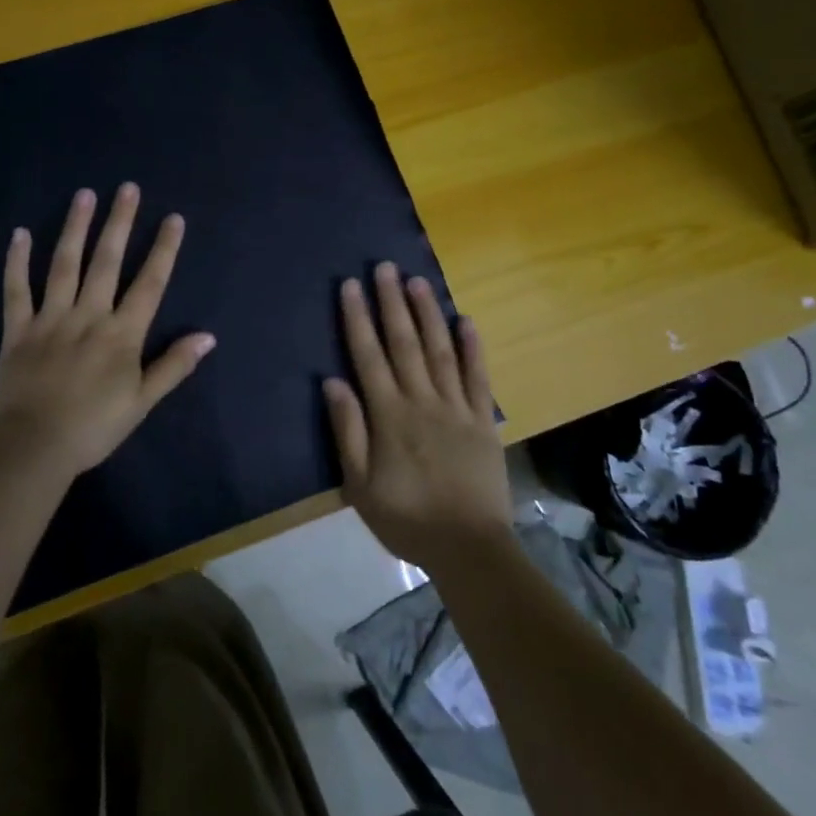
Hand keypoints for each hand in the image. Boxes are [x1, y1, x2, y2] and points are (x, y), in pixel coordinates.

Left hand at [0, 183, 214, 476]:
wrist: (33, 447)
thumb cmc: (94, 428)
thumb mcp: (142, 402)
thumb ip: (174, 366)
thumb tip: (208, 336)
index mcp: (121, 334)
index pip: (149, 284)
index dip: (163, 250)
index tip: (173, 218)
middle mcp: (88, 316)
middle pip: (107, 262)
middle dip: (120, 223)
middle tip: (127, 188)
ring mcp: (51, 319)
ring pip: (64, 265)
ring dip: (76, 228)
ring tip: (85, 194)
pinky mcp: (18, 329)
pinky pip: (16, 289)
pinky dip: (17, 261)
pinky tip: (20, 233)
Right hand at [325, 263, 511, 569]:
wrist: (469, 548)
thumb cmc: (406, 518)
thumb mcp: (360, 485)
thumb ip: (348, 430)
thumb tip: (333, 381)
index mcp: (389, 415)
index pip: (368, 356)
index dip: (357, 318)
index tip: (350, 285)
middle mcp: (422, 400)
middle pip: (404, 343)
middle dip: (391, 302)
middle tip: (384, 267)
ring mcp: (456, 407)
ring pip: (440, 350)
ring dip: (428, 314)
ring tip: (417, 281)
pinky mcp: (483, 421)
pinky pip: (477, 377)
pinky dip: (473, 348)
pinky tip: (466, 320)